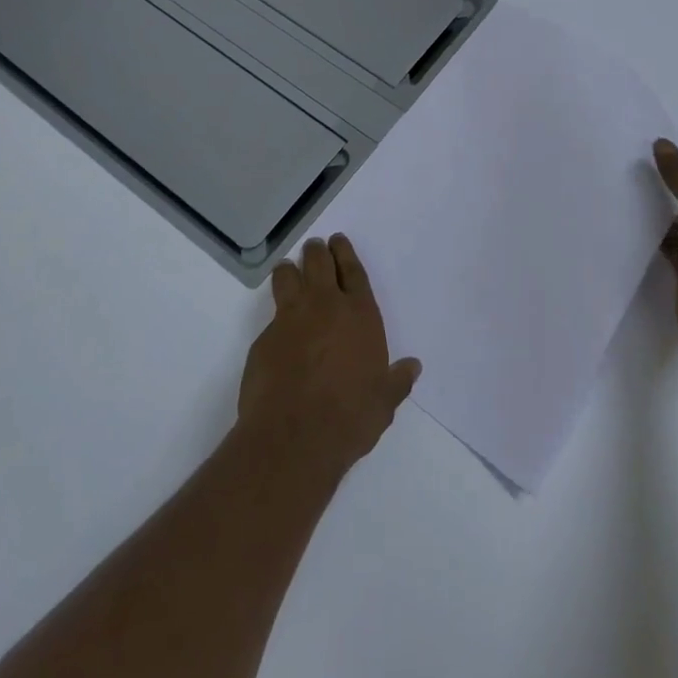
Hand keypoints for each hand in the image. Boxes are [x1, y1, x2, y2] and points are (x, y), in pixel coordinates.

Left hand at [238, 235, 420, 475]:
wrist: (294, 437)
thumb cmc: (349, 417)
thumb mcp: (384, 402)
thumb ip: (397, 380)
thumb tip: (413, 366)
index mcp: (360, 314)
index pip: (353, 271)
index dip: (346, 253)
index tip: (339, 241)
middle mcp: (325, 306)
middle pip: (319, 263)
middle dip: (317, 252)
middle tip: (316, 247)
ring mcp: (291, 318)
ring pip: (288, 276)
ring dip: (290, 269)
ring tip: (289, 269)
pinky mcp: (264, 337)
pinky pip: (272, 313)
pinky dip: (276, 311)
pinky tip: (278, 323)